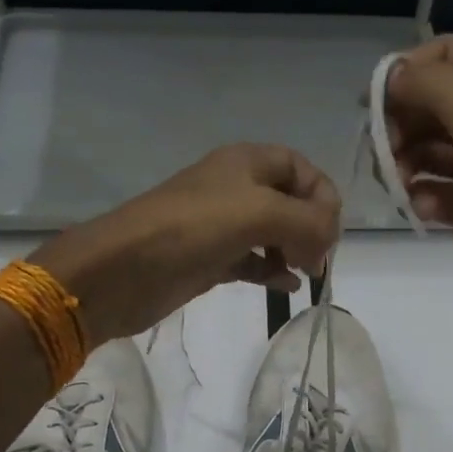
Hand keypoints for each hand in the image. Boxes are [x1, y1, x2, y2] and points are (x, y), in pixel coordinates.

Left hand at [32, 144, 341, 341]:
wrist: (123, 270)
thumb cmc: (192, 229)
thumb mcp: (259, 213)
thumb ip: (308, 220)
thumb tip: (328, 240)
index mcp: (246, 163)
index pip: (301, 168)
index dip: (322, 195)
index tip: (330, 230)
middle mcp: (235, 189)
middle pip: (290, 201)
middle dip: (312, 226)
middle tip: (318, 257)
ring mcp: (221, 226)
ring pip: (272, 233)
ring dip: (295, 250)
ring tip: (305, 273)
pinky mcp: (210, 260)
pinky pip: (253, 261)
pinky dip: (272, 272)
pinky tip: (286, 288)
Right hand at [385, 34, 452, 336]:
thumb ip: (431, 83)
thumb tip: (393, 77)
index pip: (447, 54)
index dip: (407, 72)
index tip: (373, 105)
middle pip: (433, 102)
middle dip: (402, 123)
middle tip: (384, 151)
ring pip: (430, 149)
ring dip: (406, 163)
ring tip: (399, 185)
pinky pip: (438, 191)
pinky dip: (424, 198)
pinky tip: (422, 211)